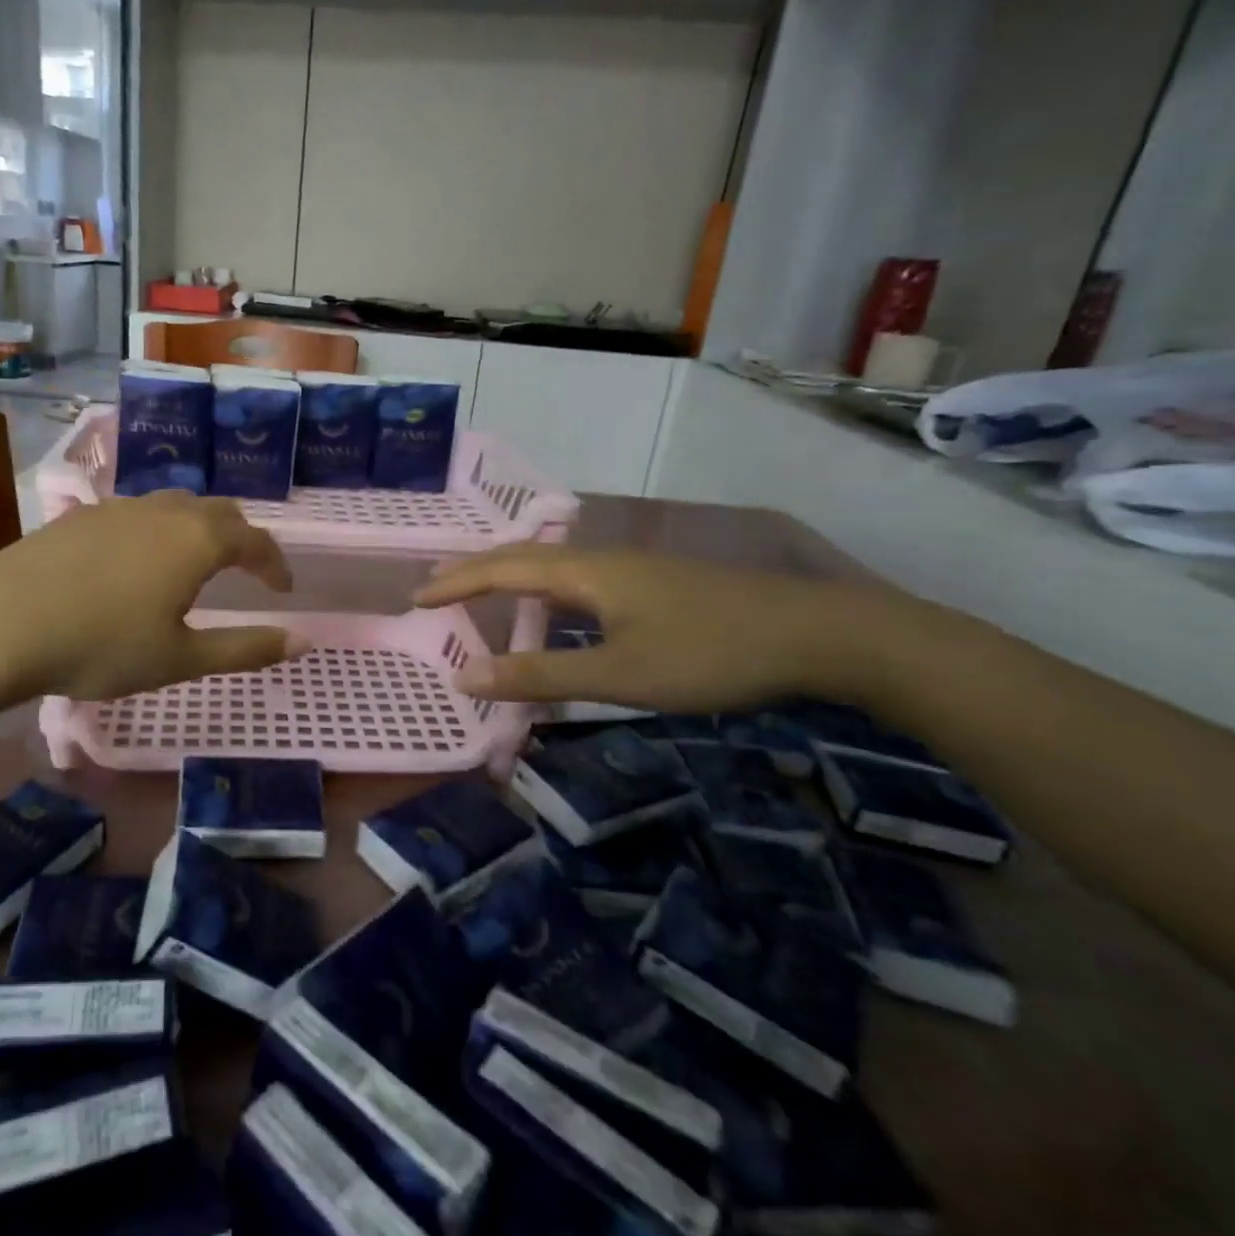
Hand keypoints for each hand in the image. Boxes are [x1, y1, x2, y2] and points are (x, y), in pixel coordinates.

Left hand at [0, 491, 303, 700]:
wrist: (2, 622)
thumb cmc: (102, 645)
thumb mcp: (181, 658)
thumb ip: (245, 649)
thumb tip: (303, 642)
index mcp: (198, 540)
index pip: (255, 540)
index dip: (275, 563)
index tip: (284, 588)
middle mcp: (165, 510)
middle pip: (219, 511)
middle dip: (242, 538)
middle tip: (247, 569)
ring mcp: (120, 508)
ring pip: (176, 506)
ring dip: (199, 529)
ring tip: (196, 562)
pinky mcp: (82, 515)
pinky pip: (138, 513)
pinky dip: (159, 531)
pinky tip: (138, 562)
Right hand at [413, 544, 883, 712]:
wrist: (819, 634)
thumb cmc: (710, 653)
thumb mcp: (619, 674)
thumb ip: (540, 675)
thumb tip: (465, 677)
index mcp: (585, 571)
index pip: (500, 568)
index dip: (455, 583)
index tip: (415, 598)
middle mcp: (601, 560)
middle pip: (522, 558)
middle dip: (474, 573)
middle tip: (436, 590)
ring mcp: (632, 570)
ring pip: (553, 569)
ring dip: (510, 581)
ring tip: (481, 598)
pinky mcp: (655, 586)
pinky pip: (578, 582)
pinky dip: (545, 596)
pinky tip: (555, 615)